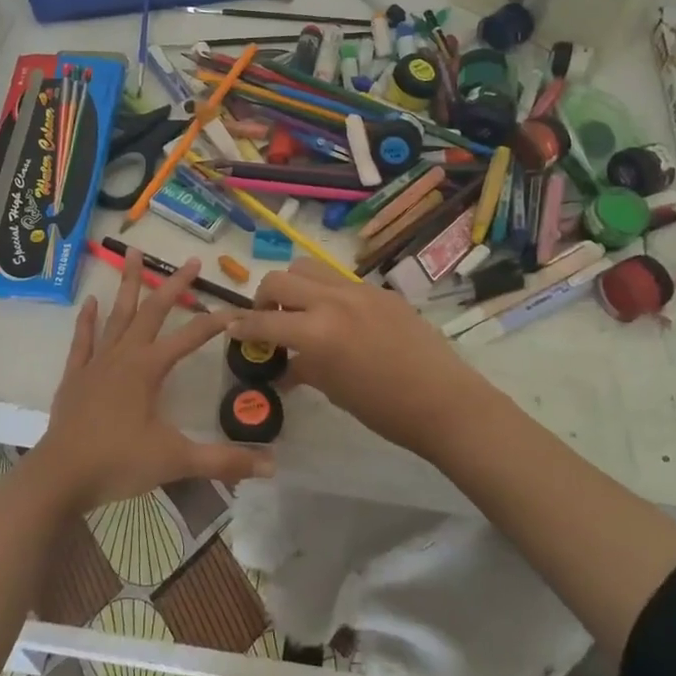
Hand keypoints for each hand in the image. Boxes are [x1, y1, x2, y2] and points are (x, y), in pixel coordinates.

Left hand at [30, 250, 274, 512]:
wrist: (60, 477)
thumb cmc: (118, 463)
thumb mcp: (176, 461)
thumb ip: (223, 461)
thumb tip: (272, 467)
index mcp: (149, 369)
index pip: (190, 337)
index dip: (216, 322)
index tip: (237, 308)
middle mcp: (124, 356)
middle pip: (152, 312)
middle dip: (173, 285)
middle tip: (191, 261)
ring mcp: (96, 363)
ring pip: (117, 315)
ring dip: (128, 285)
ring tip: (133, 253)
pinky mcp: (75, 376)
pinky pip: (83, 340)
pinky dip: (87, 319)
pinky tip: (91, 301)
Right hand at [226, 259, 508, 457]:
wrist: (444, 401)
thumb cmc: (384, 408)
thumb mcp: (334, 390)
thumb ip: (303, 368)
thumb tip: (283, 367)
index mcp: (317, 331)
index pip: (264, 320)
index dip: (241, 325)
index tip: (231, 328)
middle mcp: (333, 300)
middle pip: (281, 278)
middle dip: (264, 297)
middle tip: (268, 319)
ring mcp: (359, 290)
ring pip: (310, 267)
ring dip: (295, 285)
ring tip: (300, 310)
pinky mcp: (381, 291)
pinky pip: (340, 280)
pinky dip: (326, 292)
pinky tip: (338, 319)